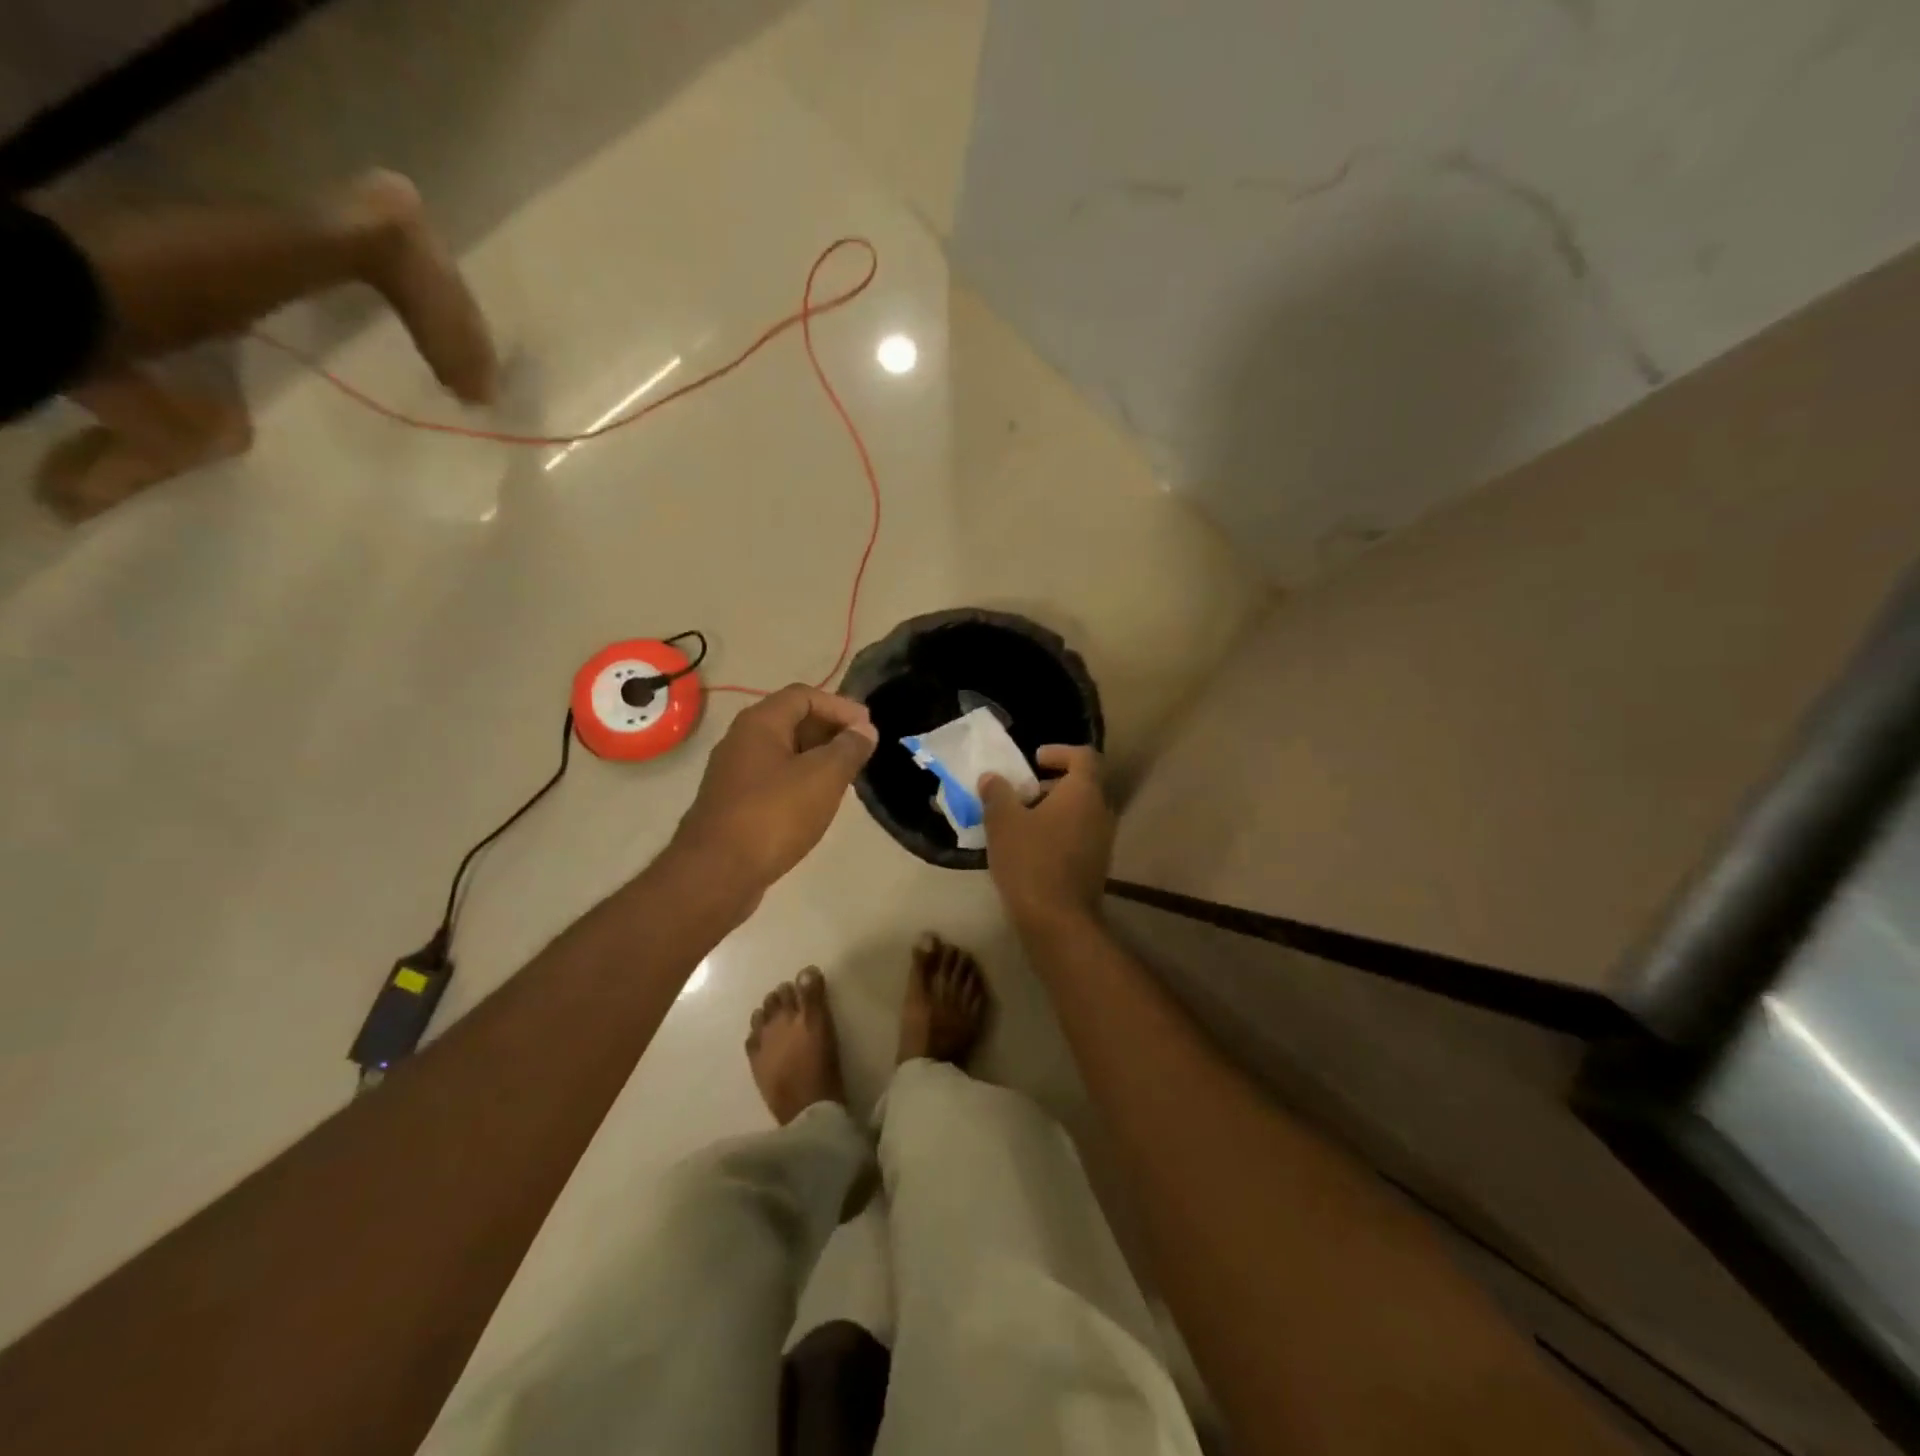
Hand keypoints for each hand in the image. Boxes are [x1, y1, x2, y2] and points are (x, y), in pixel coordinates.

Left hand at [673, 685, 877, 896]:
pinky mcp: (734, 803)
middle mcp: (741, 740)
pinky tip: (817, 802)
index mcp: (760, 723)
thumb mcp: (823, 777)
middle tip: (861, 750)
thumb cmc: (774, 815)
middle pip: (791, 720)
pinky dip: (800, 780)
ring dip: (816, 757)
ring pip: (783, 752)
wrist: (717, 873)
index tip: (868, 728)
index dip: (840, 706)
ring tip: (846, 775)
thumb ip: (849, 748)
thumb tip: (865, 729)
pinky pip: (773, 778)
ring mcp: (734, 773)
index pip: (804, 695)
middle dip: (829, 730)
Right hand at [980, 745, 1113, 930]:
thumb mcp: (1003, 822)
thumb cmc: (1031, 861)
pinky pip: (1078, 836)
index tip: (1034, 760)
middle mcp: (1101, 811)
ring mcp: (1103, 841)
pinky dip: (1057, 832)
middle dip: (1050, 784)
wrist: (1058, 921)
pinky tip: (1029, 849)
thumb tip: (992, 778)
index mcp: (1084, 792)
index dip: (1059, 751)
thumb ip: (997, 793)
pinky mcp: (1096, 865)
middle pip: (1081, 785)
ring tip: (1019, 822)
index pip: (1083, 756)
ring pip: (1079, 812)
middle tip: (1020, 793)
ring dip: (1052, 810)